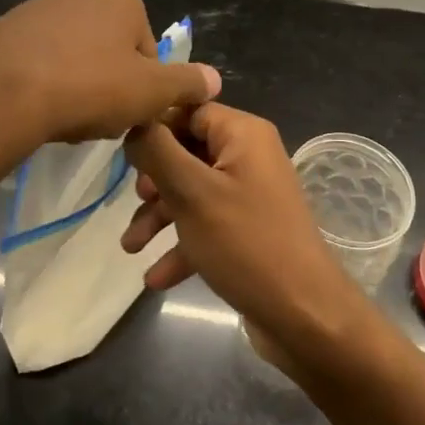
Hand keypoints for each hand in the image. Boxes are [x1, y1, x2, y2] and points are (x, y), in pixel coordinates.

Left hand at [0, 0, 219, 154]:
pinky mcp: (1, 30)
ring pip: (73, 55)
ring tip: (65, 117)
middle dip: (109, 82)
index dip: (145, 85)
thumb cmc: (89, 86)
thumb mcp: (151, 92)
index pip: (148, 47)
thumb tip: (214, 79)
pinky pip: (36, 61)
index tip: (130, 111)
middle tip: (99, 117)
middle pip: (110, 48)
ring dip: (76, 84)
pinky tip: (36, 109)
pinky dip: (42, 82)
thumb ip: (187, 83)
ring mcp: (35, 7)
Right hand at [121, 104, 370, 370]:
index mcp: (243, 134)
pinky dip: (182, 245)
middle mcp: (249, 157)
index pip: (189, 109)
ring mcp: (250, 195)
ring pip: (192, 192)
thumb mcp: (191, 192)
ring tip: (131, 247)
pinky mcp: (249, 231)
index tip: (122, 152)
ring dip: (160, 217)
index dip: (154, 126)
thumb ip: (156, 150)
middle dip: (154, 179)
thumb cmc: (245, 242)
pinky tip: (156, 278)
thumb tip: (134, 121)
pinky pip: (207, 225)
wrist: (303, 315)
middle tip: (136, 200)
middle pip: (187, 151)